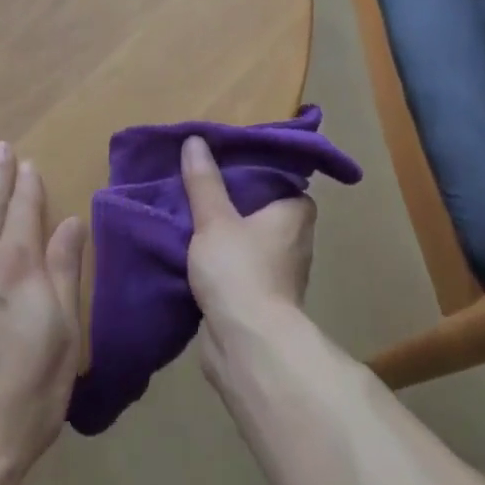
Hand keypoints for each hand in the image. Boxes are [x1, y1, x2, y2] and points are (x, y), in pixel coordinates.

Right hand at [180, 135, 316, 363]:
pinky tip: (192, 250)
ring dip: (226, 232)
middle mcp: (295, 240)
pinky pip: (239, 267)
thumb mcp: (215, 218)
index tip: (226, 159)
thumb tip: (195, 141)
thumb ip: (204, 182)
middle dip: (234, 200)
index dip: (256, 169)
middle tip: (200, 181)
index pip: (283, 179)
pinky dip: (221, 260)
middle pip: (263, 209)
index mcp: (295, 214)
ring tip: (189, 212)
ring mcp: (279, 272)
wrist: (246, 343)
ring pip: (249, 240)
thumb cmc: (240, 270)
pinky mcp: (260, 298)